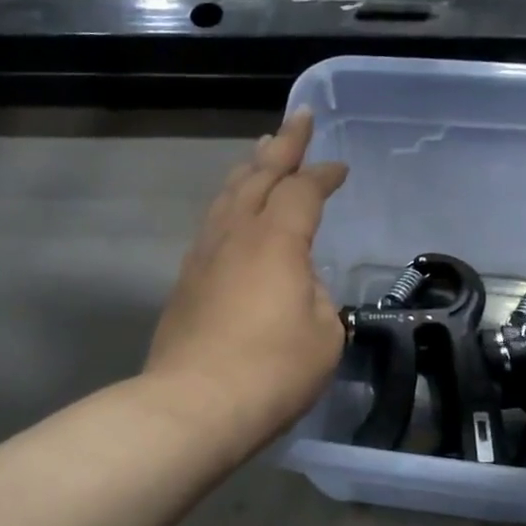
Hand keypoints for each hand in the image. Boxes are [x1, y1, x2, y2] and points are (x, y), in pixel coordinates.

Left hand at [146, 110, 348, 445]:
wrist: (194, 405)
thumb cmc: (272, 371)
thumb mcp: (324, 335)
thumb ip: (318, 297)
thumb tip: (299, 284)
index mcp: (276, 240)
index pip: (303, 191)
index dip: (323, 175)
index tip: (340, 168)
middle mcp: (235, 235)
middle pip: (258, 176)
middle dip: (281, 146)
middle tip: (296, 120)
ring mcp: (203, 256)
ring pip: (227, 196)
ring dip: (248, 170)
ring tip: (259, 153)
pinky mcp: (185, 281)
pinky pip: (211, 225)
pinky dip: (228, 205)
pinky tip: (231, 212)